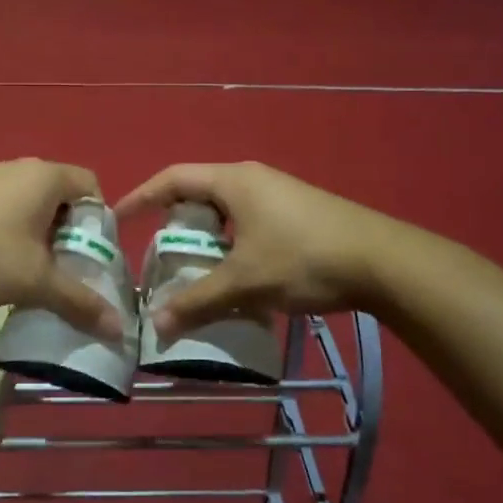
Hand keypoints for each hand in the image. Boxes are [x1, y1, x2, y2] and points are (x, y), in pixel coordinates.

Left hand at [0, 159, 123, 339]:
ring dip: (38, 238)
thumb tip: (119, 329)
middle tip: (63, 272)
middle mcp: (20, 168)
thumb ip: (78, 301)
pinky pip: (3, 209)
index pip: (92, 188)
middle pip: (62, 198)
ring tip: (29, 274)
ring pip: (30, 206)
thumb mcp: (34, 281)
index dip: (99, 223)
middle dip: (68, 236)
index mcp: (46, 177)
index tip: (90, 258)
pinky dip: (11, 234)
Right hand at [114, 162, 397, 334]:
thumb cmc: (304, 258)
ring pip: (227, 211)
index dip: (142, 197)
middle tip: (160, 253)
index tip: (119, 219)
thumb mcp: (245, 282)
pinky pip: (249, 222)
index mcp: (233, 181)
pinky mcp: (298, 212)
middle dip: (176, 222)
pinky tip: (239, 275)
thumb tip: (156, 324)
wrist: (383, 261)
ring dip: (207, 236)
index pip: (172, 179)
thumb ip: (198, 301)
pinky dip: (232, 243)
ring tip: (196, 269)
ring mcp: (278, 194)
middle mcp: (252, 179)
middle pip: (199, 193)